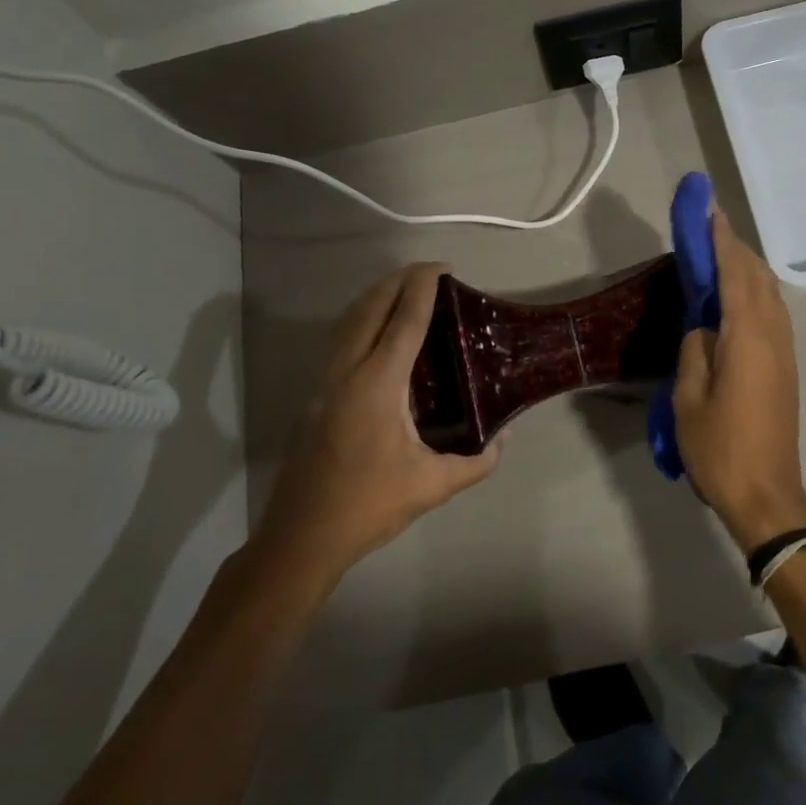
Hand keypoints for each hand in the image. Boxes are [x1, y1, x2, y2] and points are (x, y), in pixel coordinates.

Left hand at [256, 264, 498, 586]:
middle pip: (370, 308)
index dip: (423, 288)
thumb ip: (476, 462)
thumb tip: (504, 440)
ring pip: (348, 321)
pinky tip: (375, 333)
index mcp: (378, 384)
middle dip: (397, 281)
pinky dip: (360, 320)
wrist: (302, 536)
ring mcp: (326, 383)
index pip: (404, 321)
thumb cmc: (368, 505)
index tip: (443, 268)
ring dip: (375, 297)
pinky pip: (339, 340)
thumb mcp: (432, 486)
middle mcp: (348, 372)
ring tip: (403, 290)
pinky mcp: (316, 396)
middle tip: (428, 272)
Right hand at [674, 211, 805, 551]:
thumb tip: (704, 328)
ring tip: (721, 252)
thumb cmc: (720, 448)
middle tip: (709, 226)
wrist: (767, 495)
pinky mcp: (785, 367)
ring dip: (746, 267)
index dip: (721, 241)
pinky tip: (737, 294)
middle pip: (757, 278)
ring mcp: (784, 352)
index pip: (734, 276)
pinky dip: (753, 290)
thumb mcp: (689, 399)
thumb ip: (695, 351)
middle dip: (735, 247)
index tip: (709, 211)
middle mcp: (773, 336)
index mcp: (747, 339)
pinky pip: (771, 312)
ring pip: (769, 294)